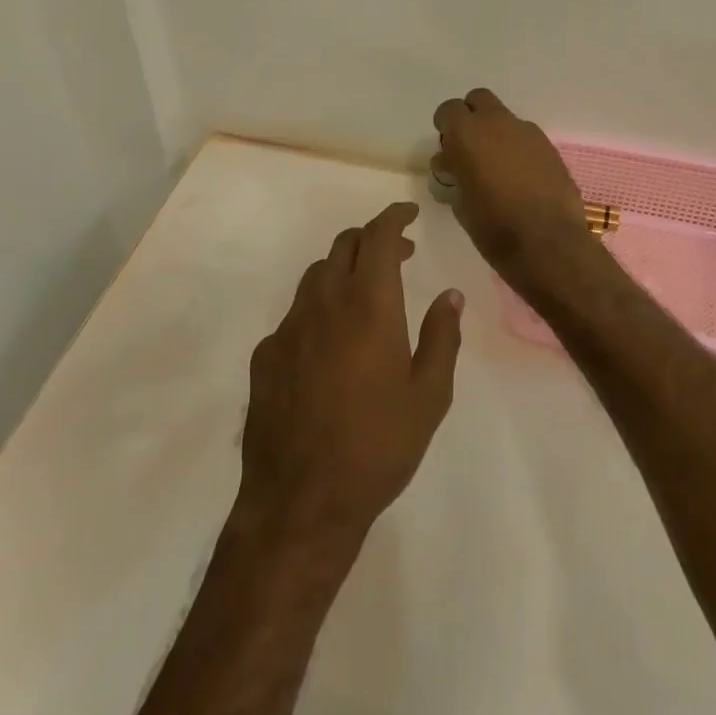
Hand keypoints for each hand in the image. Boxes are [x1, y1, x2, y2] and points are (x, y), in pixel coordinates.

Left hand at [237, 203, 463, 550]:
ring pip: (316, 275)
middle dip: (372, 238)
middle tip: (399, 255)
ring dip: (344, 269)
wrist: (302, 500)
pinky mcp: (265, 355)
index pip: (378, 237)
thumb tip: (450, 296)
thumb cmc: (378, 446)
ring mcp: (288, 327)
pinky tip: (330, 342)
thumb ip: (441, 337)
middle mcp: (324, 303)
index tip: (410, 213)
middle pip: (343, 245)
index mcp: (368, 305)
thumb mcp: (429, 396)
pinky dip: (319, 308)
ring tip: (366, 293)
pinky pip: (295, 314)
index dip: (394, 217)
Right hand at [431, 87, 589, 289]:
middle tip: (469, 149)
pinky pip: (526, 138)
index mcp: (468, 134)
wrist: (549, 243)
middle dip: (471, 117)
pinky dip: (518, 149)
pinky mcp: (550, 148)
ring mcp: (528, 133)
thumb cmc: (494, 227)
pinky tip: (521, 179)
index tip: (447, 150)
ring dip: (497, 134)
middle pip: (479, 99)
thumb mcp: (460, 204)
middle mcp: (498, 123)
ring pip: (505, 118)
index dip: (446, 127)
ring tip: (497, 168)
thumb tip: (451, 164)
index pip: (448, 110)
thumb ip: (454, 175)